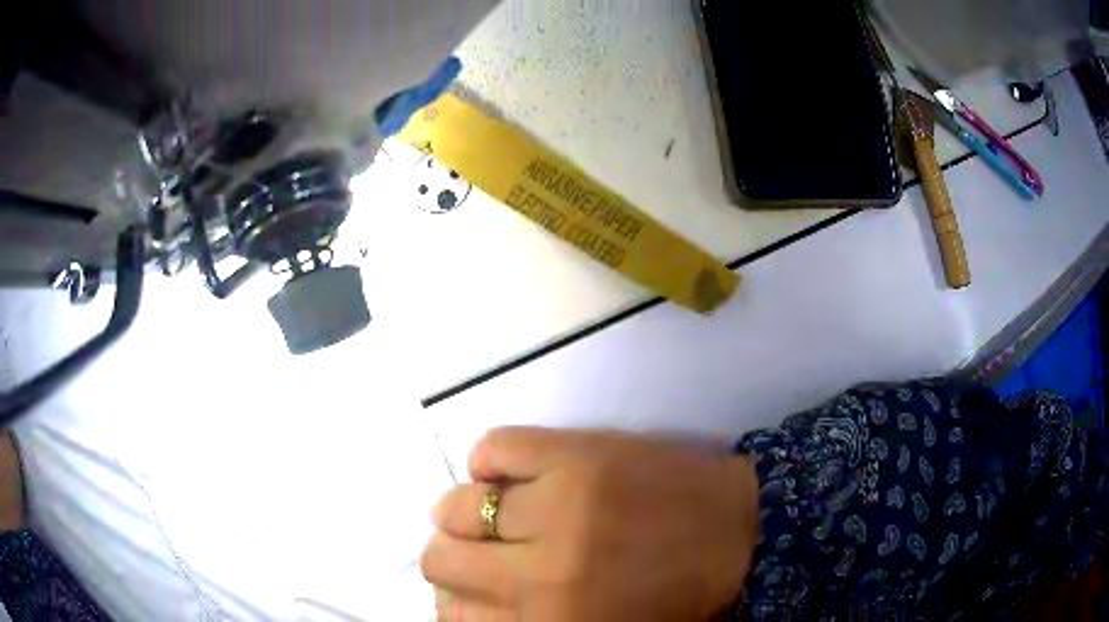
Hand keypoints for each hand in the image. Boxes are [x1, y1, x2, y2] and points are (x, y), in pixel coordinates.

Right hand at [421, 428, 759, 620]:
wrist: (744, 533)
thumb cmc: (675, 597)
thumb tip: (465, 601)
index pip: (453, 615)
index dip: (453, 600)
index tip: (469, 591)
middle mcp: (541, 574)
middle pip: (440, 560)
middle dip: (452, 557)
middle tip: (481, 552)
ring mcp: (558, 506)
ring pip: (456, 506)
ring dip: (464, 511)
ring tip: (494, 510)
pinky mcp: (576, 452)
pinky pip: (493, 447)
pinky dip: (487, 460)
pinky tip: (508, 473)